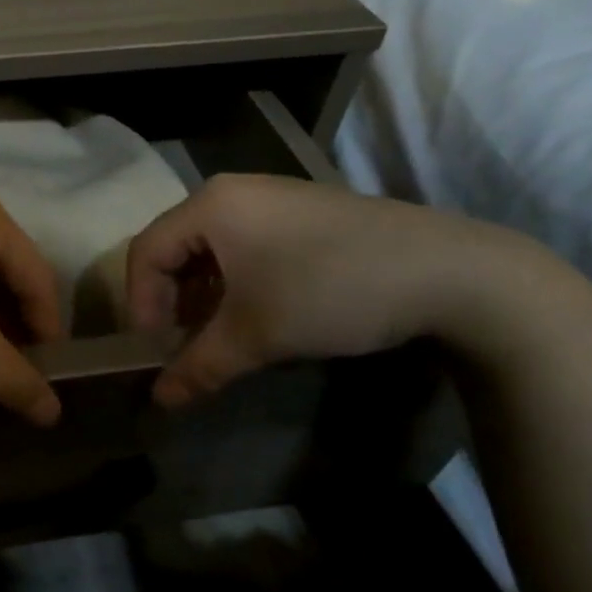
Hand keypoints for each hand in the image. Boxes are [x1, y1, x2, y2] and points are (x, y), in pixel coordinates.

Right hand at [126, 174, 539, 406]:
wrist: (451, 272)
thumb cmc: (330, 291)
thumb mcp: (258, 334)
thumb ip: (200, 366)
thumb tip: (160, 401)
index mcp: (211, 205)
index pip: (146, 252)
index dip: (140, 304)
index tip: (155, 351)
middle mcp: (233, 191)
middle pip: (175, 246)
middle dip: (171, 301)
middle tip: (182, 346)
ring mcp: (272, 197)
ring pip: (212, 247)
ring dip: (204, 295)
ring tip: (218, 336)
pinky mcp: (303, 211)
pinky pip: (245, 243)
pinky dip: (236, 281)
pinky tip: (257, 313)